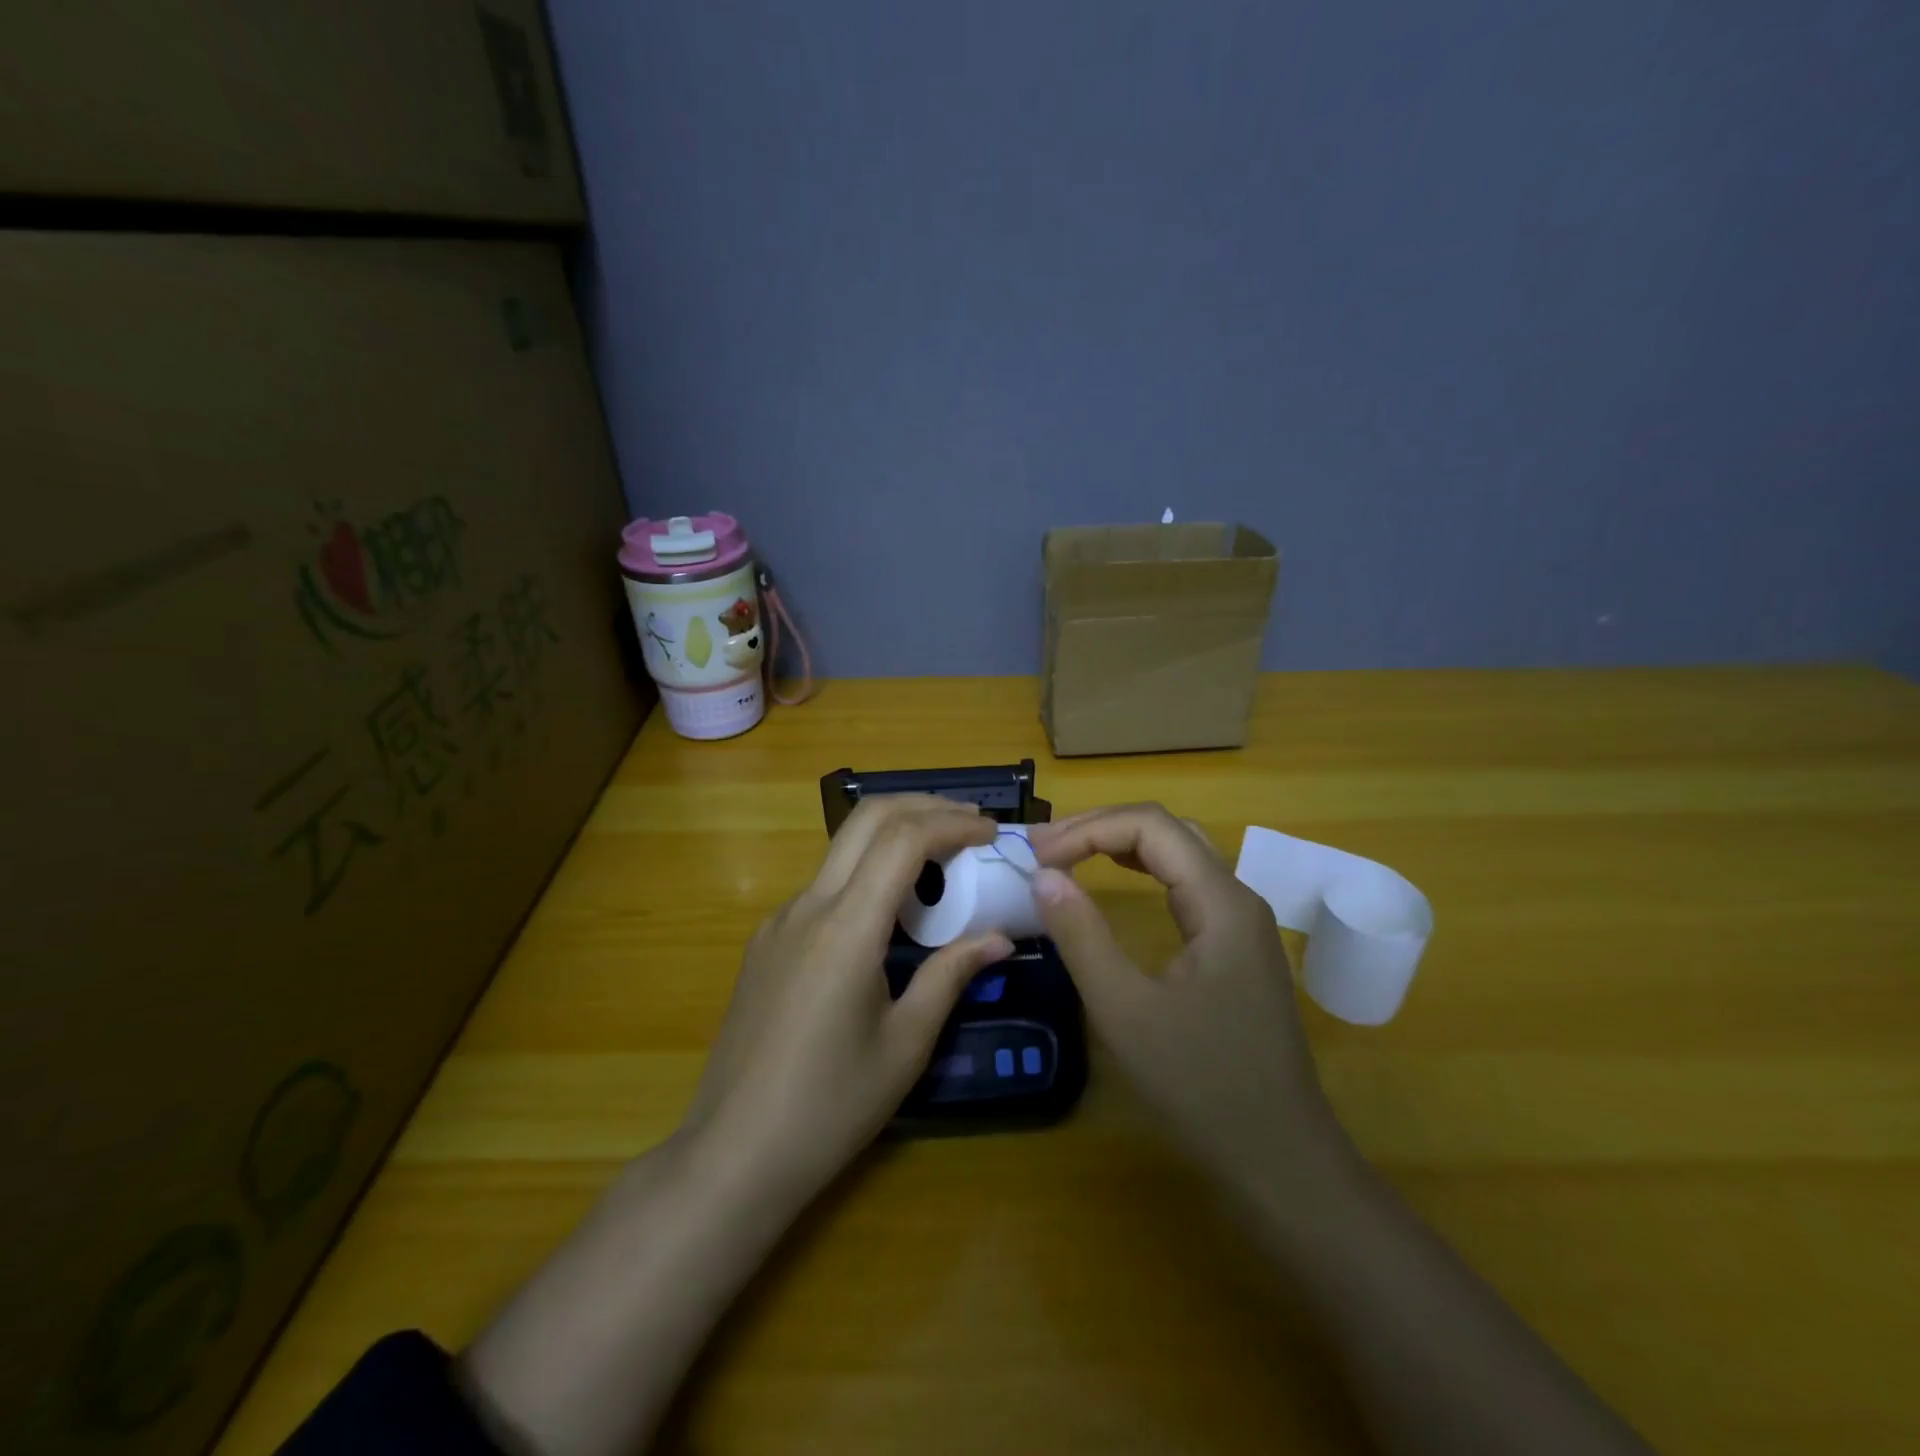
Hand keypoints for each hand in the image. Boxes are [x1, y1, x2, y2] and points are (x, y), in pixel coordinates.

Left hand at [685, 794, 1013, 1203]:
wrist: (732, 1154)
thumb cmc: (830, 1106)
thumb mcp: (906, 1044)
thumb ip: (951, 976)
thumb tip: (999, 938)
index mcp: (846, 928)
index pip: (903, 839)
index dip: (953, 823)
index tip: (992, 832)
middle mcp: (807, 906)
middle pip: (866, 819)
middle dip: (923, 807)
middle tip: (971, 825)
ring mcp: (780, 921)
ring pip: (842, 848)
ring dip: (894, 837)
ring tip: (942, 862)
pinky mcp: (767, 941)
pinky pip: (825, 885)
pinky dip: (867, 872)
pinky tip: (891, 912)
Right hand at [1028, 804, 1349, 1200]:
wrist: (1280, 1159)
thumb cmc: (1201, 1086)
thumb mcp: (1125, 1011)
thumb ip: (1082, 935)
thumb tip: (1043, 875)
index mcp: (1221, 902)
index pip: (1150, 826)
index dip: (1088, 829)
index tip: (1036, 857)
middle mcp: (1237, 898)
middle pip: (1167, 830)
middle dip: (1100, 827)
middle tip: (1043, 848)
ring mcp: (1241, 923)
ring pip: (1179, 853)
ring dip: (1120, 844)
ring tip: (1066, 854)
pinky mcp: (1235, 947)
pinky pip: (1185, 884)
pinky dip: (1141, 870)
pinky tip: (1114, 881)